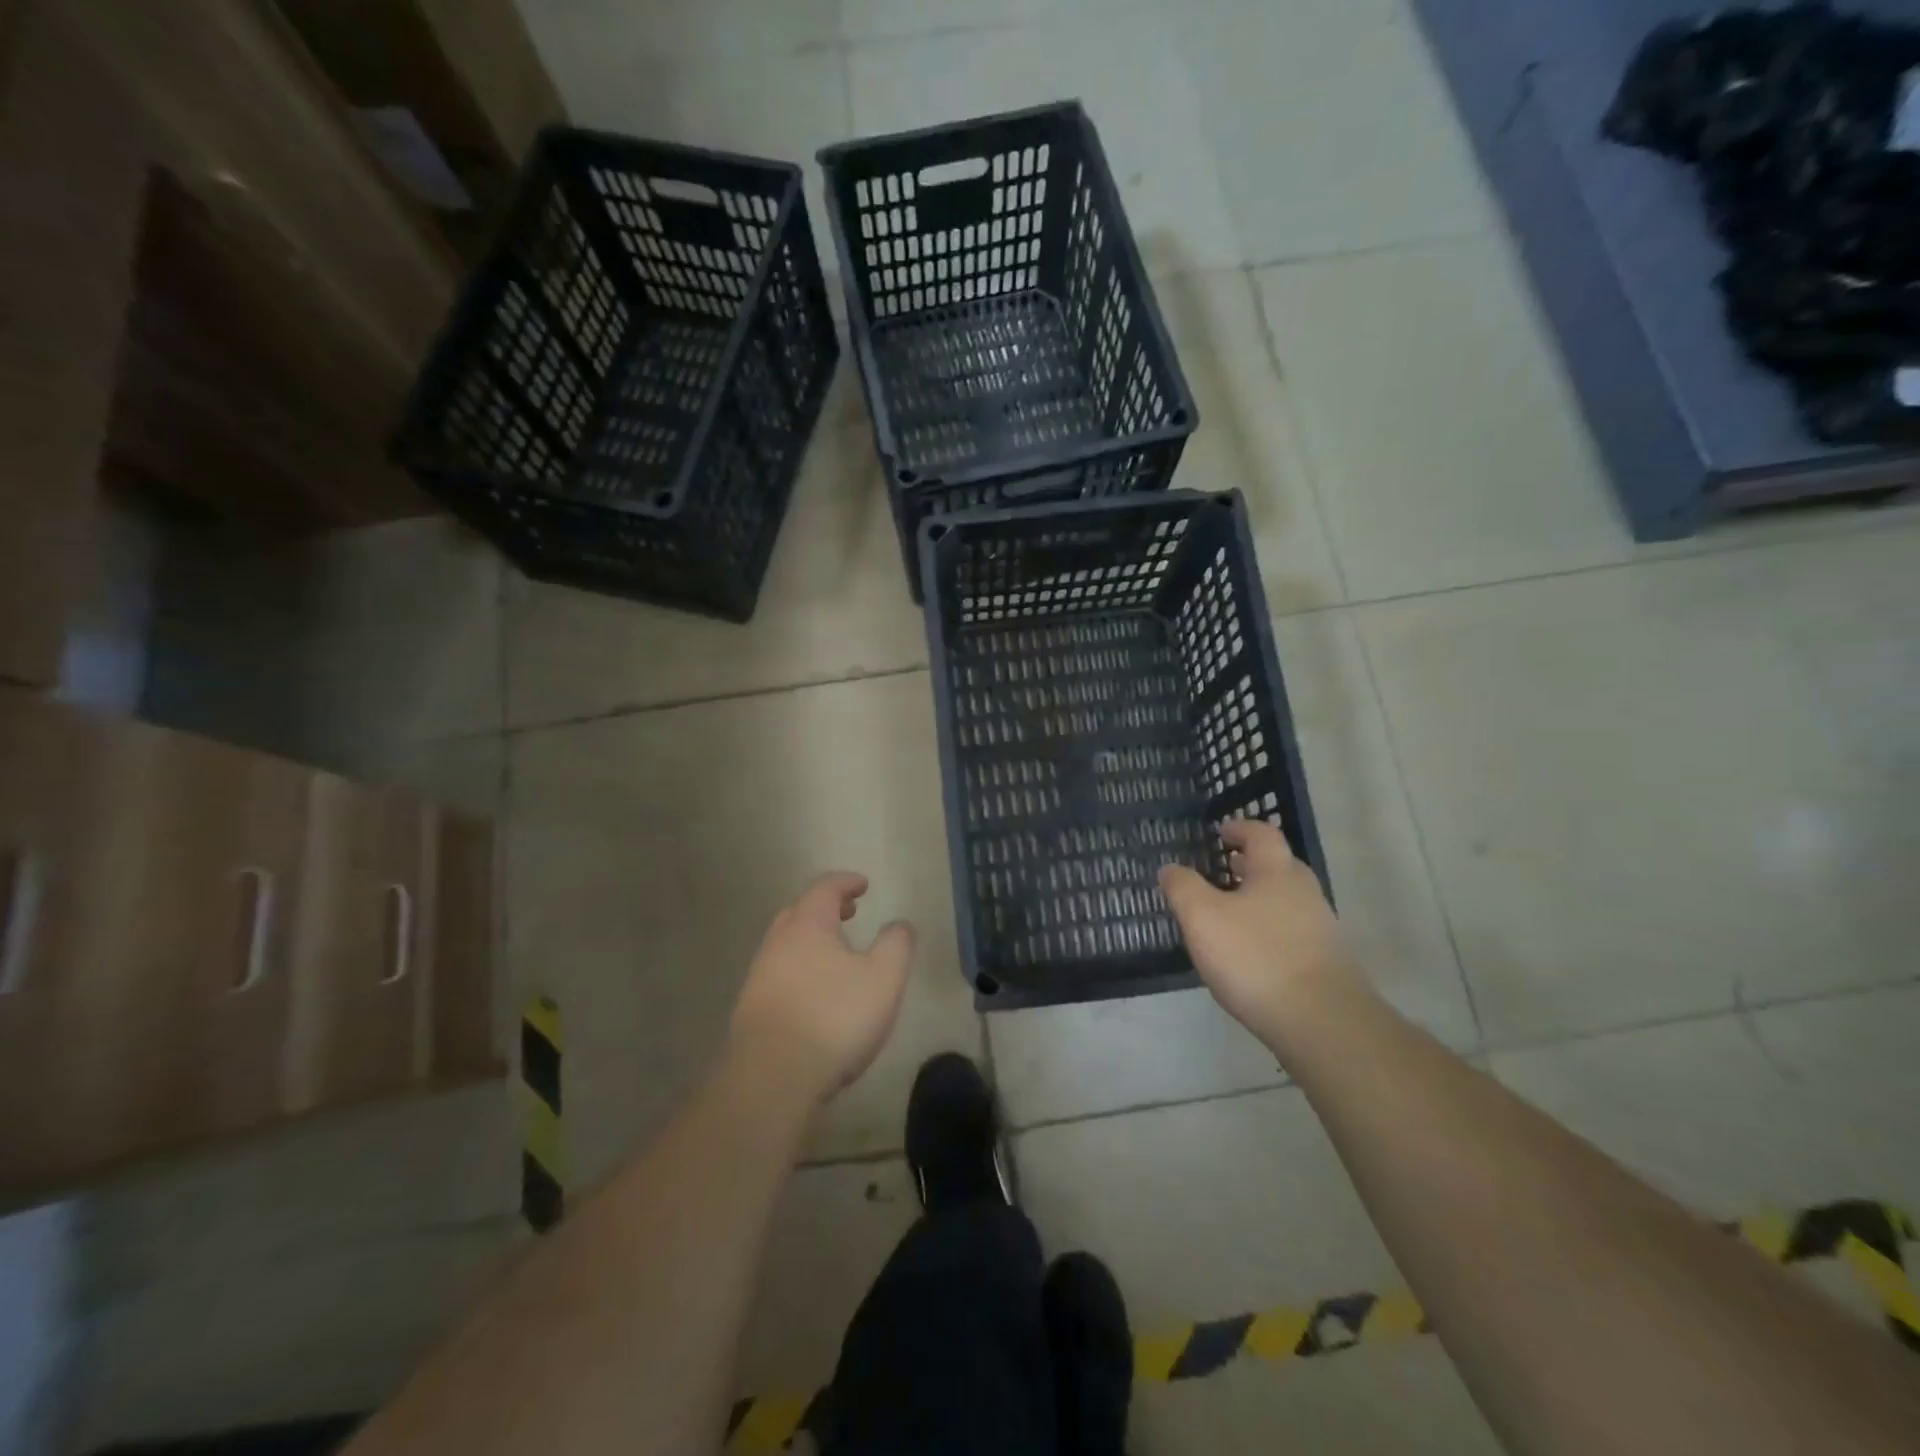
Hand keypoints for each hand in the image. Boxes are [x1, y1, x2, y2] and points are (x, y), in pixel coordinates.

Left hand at [728, 873, 913, 1106]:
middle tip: (848, 914)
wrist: (772, 1079)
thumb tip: (899, 924)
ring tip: (835, 957)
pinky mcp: (750, 1011)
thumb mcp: (883, 978)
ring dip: (810, 942)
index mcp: (808, 925)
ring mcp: (759, 978)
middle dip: (825, 909)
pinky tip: (814, 995)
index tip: (864, 885)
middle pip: (799, 913)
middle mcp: (777, 943)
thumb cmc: (834, 1017)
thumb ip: (896, 944)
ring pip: (786, 946)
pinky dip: (799, 971)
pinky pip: (779, 976)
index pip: (825, 888)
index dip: (846, 882)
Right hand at [1159, 819, 1355, 1041]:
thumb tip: (1170, 868)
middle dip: (1248, 864)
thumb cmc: (1256, 958)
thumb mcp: (1202, 918)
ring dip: (1256, 898)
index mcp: (1277, 871)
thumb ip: (1182, 888)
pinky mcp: (1324, 962)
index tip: (1219, 832)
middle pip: (1276, 866)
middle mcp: (1304, 892)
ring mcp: (1319, 928)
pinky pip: (1289, 931)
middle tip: (1220, 869)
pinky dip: (1266, 929)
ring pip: (1283, 900)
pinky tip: (1247, 952)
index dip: (1239, 828)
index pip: (1261, 834)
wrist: (1322, 1023)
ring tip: (1226, 913)